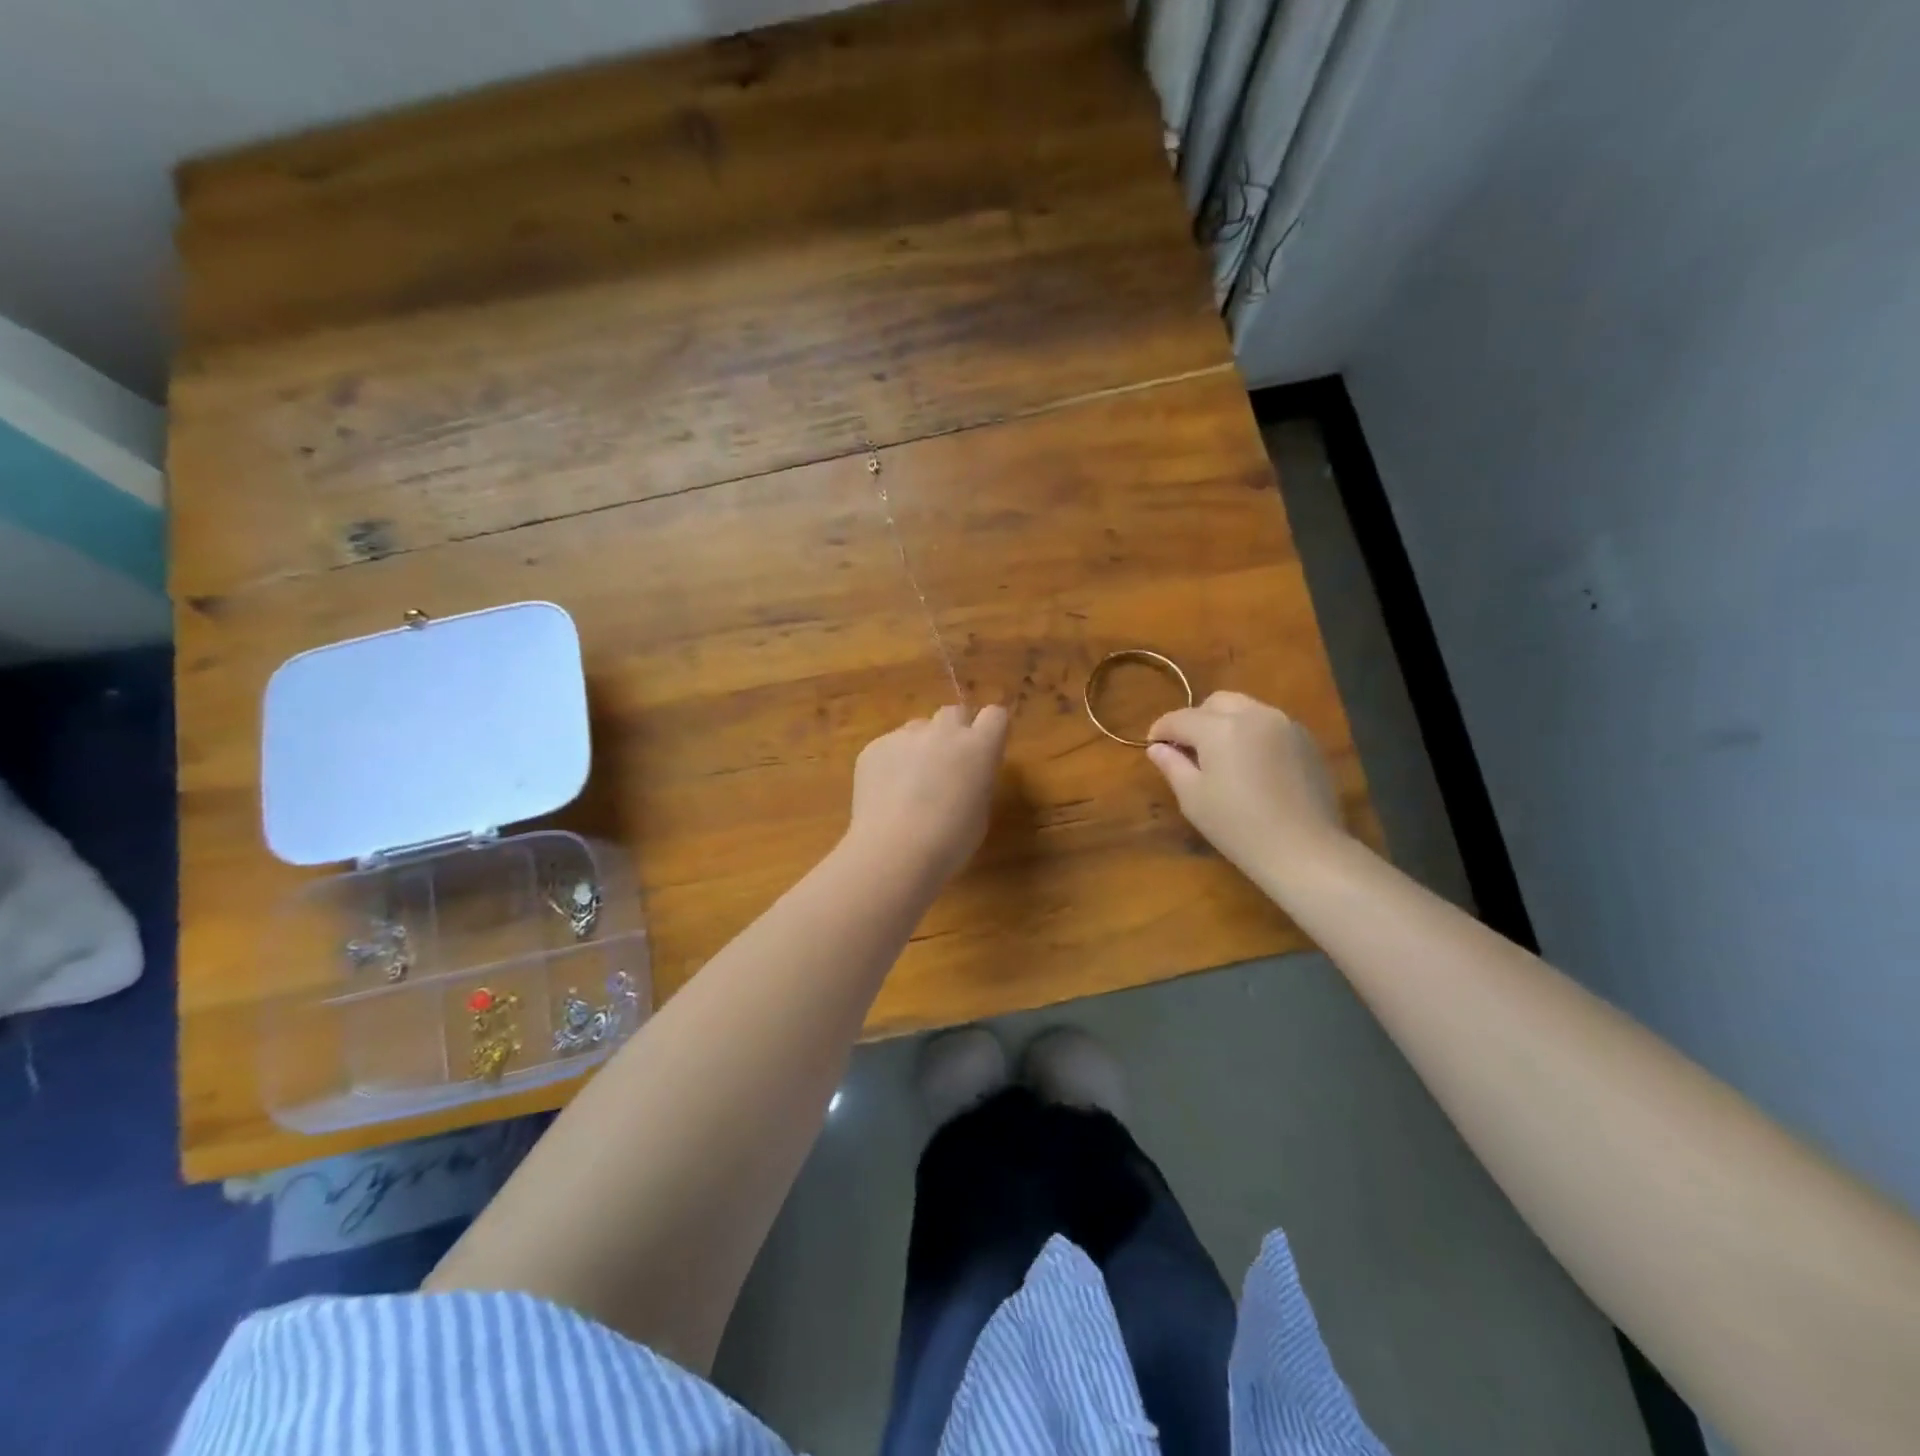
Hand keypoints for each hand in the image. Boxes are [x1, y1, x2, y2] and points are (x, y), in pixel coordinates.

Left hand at [848, 704, 1009, 883]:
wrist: (894, 851)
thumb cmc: (950, 841)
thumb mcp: (980, 811)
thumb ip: (976, 779)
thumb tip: (966, 772)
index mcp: (978, 747)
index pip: (995, 715)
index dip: (990, 729)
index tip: (985, 748)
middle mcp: (944, 731)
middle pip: (954, 713)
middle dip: (954, 732)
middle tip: (947, 764)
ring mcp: (905, 735)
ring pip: (919, 728)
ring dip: (921, 745)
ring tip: (911, 783)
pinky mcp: (874, 747)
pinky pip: (889, 745)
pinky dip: (891, 762)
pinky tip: (886, 794)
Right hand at [1147, 692, 1345, 882]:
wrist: (1304, 850)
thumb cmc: (1238, 826)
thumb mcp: (1193, 798)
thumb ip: (1172, 765)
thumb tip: (1157, 748)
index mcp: (1220, 727)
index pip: (1180, 718)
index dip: (1161, 730)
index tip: (1153, 746)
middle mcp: (1254, 714)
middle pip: (1216, 703)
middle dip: (1196, 720)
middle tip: (1188, 750)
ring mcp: (1285, 725)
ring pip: (1246, 709)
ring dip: (1226, 724)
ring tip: (1221, 756)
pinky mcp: (1307, 741)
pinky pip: (1270, 725)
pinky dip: (1252, 734)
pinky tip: (1252, 766)